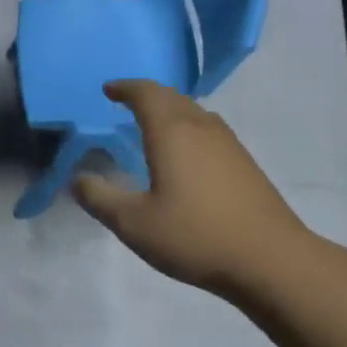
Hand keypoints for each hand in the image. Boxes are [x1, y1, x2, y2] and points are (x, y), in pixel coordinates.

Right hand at [73, 81, 309, 301]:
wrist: (269, 258)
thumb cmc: (195, 237)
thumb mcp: (134, 224)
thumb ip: (100, 199)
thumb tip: (77, 179)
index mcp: (172, 132)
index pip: (146, 94)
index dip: (125, 88)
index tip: (108, 90)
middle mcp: (202, 127)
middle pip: (172, 97)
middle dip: (147, 95)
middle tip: (126, 104)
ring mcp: (229, 144)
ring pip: (194, 112)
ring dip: (170, 111)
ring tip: (152, 126)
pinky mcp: (245, 164)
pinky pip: (209, 130)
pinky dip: (188, 129)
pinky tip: (186, 155)